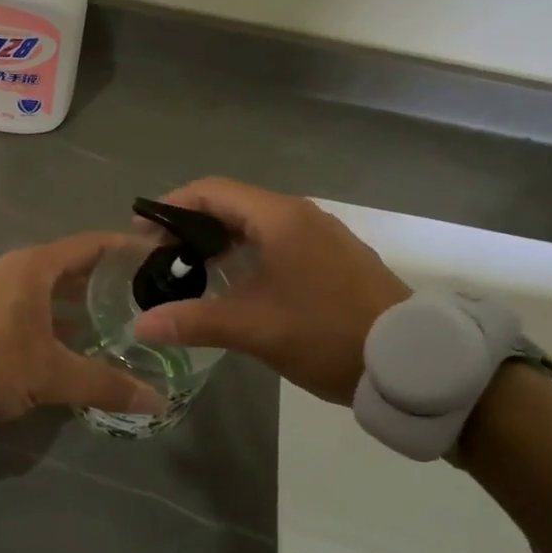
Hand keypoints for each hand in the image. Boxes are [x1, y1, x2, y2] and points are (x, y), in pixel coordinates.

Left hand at [0, 233, 166, 421]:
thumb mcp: (51, 375)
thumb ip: (104, 385)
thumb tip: (157, 402)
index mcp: (36, 267)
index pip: (93, 244)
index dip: (126, 248)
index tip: (157, 258)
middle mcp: (15, 268)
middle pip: (72, 266)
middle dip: (106, 282)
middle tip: (143, 299)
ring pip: (48, 288)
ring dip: (78, 303)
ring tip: (113, 324)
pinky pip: (29, 303)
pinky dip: (53, 316)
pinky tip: (68, 343)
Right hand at [132, 178, 408, 404]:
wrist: (410, 361)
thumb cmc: (326, 334)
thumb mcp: (255, 329)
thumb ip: (194, 322)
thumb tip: (141, 324)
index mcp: (280, 218)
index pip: (212, 191)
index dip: (172, 205)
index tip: (142, 231)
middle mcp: (301, 215)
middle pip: (233, 204)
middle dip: (192, 225)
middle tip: (160, 256)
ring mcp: (322, 235)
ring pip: (257, 224)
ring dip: (220, 241)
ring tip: (190, 271)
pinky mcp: (335, 257)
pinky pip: (279, 241)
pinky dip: (248, 252)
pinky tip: (236, 284)